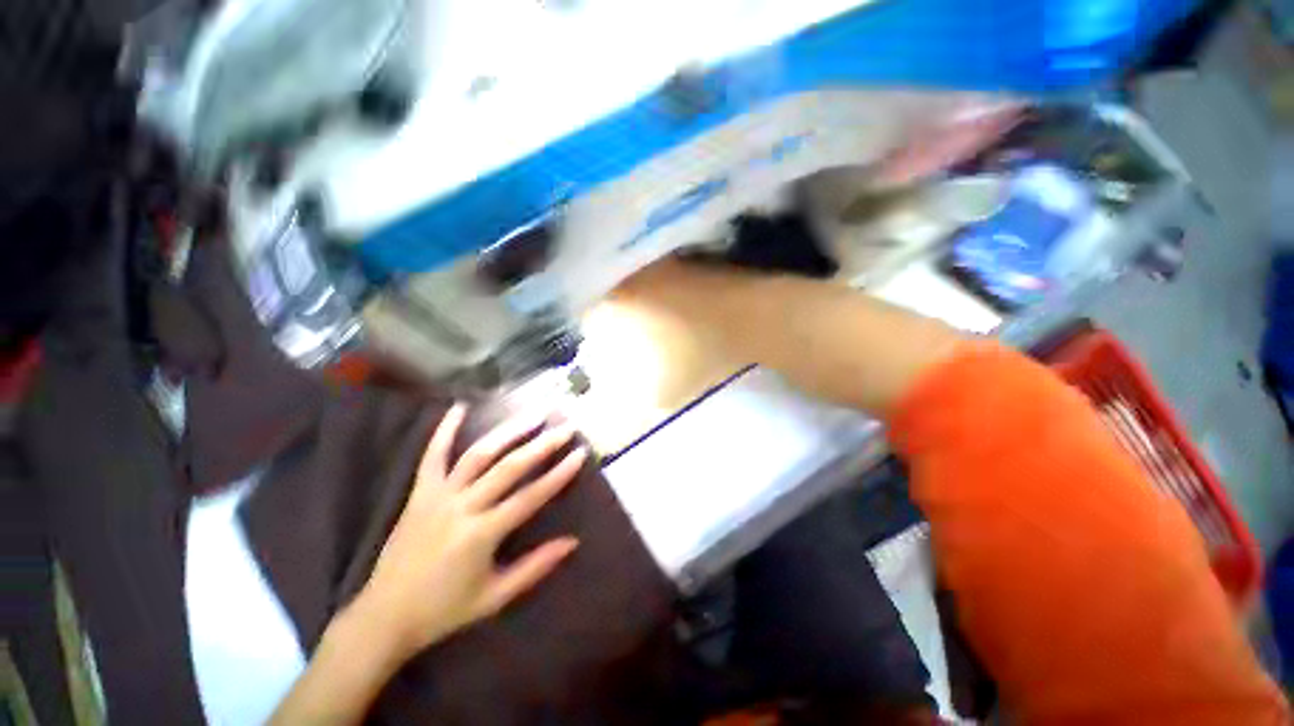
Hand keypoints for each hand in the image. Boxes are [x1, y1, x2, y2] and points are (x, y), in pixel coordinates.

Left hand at [351, 405, 586, 663]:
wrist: (383, 617)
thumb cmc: (444, 610)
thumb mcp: (495, 596)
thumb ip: (535, 566)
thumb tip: (573, 541)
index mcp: (482, 534)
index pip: (530, 496)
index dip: (559, 474)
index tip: (580, 453)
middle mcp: (463, 507)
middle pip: (509, 468)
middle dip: (542, 445)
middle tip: (565, 427)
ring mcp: (438, 496)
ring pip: (478, 454)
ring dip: (508, 431)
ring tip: (532, 414)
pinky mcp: (419, 492)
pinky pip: (432, 456)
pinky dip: (444, 430)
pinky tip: (460, 407)